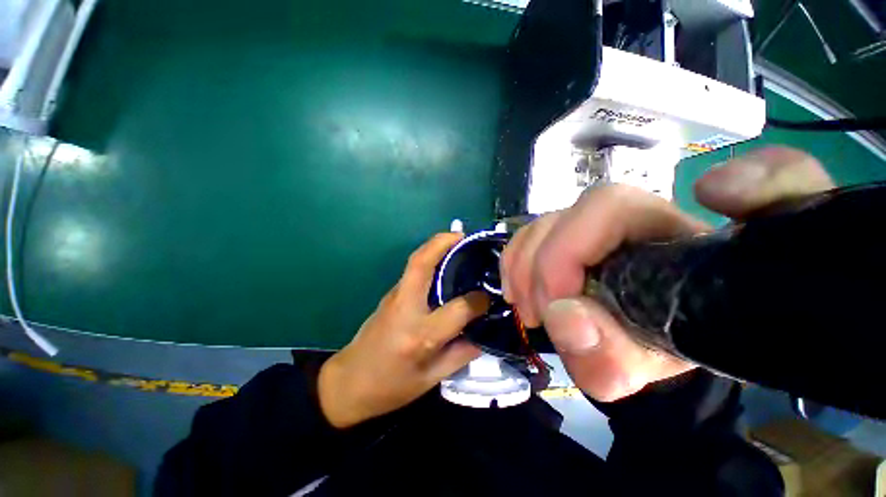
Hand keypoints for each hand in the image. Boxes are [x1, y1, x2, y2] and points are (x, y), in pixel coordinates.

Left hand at [319, 233, 488, 427]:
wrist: (348, 383)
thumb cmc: (391, 387)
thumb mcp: (430, 380)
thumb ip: (461, 354)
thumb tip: (484, 333)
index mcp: (420, 335)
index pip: (458, 309)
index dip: (479, 301)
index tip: (490, 296)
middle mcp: (406, 308)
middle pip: (422, 264)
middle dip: (443, 243)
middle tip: (464, 236)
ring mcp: (394, 297)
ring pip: (415, 262)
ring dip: (435, 246)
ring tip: (457, 243)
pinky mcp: (390, 294)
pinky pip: (412, 271)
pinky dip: (428, 258)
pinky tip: (442, 263)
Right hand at [501, 147, 833, 401]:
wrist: (681, 337)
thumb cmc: (691, 342)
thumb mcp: (666, 363)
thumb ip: (623, 357)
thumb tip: (566, 324)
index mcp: (671, 235)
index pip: (614, 207)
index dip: (579, 239)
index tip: (561, 299)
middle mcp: (632, 220)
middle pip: (569, 214)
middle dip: (541, 263)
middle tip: (535, 313)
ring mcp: (596, 227)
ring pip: (542, 223)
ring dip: (523, 263)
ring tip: (525, 304)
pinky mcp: (572, 241)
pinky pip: (531, 236)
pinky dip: (517, 261)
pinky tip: (520, 289)